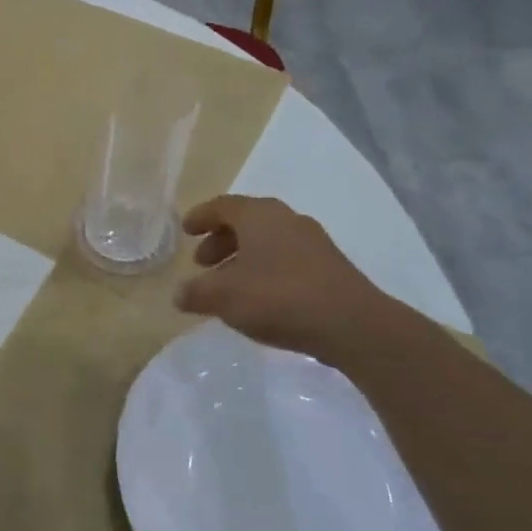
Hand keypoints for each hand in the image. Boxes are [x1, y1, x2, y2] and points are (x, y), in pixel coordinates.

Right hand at [175, 195, 402, 364]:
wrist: (352, 325)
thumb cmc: (278, 297)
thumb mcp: (223, 297)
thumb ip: (196, 293)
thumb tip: (179, 294)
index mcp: (260, 216)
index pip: (223, 206)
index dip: (201, 216)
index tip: (186, 230)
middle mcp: (288, 220)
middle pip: (246, 222)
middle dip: (220, 241)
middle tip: (202, 263)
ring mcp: (313, 243)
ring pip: (267, 242)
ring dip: (242, 258)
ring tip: (227, 286)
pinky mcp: (329, 268)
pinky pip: (285, 260)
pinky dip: (264, 271)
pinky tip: (257, 299)